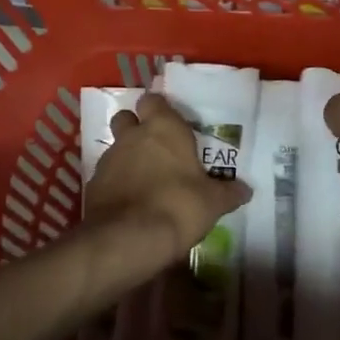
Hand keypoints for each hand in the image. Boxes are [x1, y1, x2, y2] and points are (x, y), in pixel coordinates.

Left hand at [82, 94, 250, 284]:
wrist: (127, 239)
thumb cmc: (177, 206)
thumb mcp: (213, 203)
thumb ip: (228, 193)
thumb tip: (246, 190)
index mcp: (163, 128)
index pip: (154, 100)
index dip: (159, 109)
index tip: (170, 123)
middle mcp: (132, 136)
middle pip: (127, 118)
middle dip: (136, 127)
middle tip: (156, 148)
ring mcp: (109, 159)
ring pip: (116, 147)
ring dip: (127, 158)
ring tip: (146, 180)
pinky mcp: (93, 185)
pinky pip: (107, 176)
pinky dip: (116, 184)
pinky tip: (131, 203)